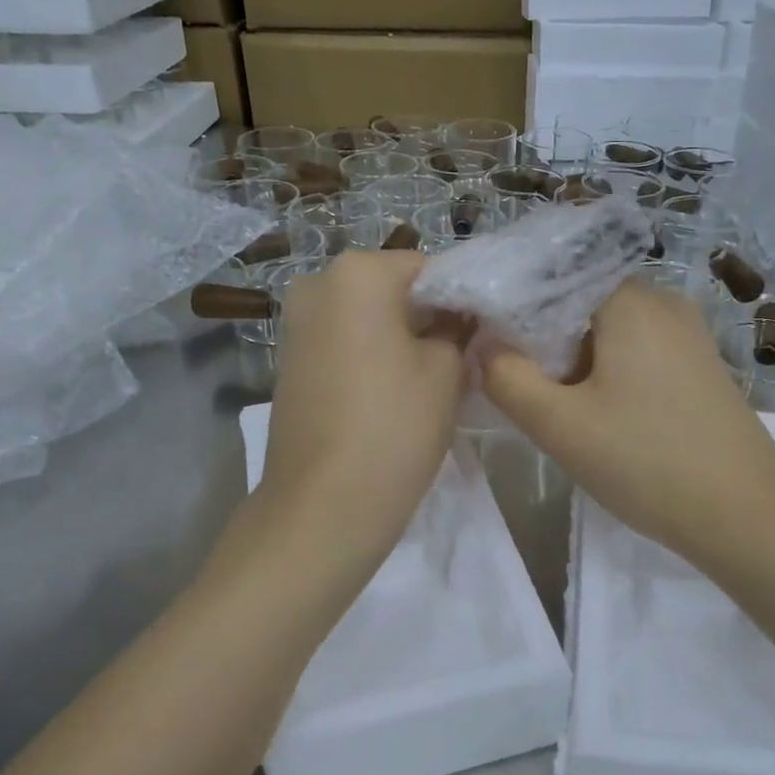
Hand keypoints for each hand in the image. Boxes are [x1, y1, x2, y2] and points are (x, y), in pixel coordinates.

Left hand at [262, 250, 465, 555]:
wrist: (324, 506)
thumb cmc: (395, 426)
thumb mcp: (447, 371)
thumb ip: (458, 329)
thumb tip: (459, 318)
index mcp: (358, 272)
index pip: (430, 268)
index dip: (463, 299)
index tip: (484, 332)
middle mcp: (318, 284)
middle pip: (394, 289)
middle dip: (428, 317)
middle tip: (462, 357)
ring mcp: (297, 324)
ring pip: (368, 318)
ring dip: (401, 338)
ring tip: (431, 379)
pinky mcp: (290, 361)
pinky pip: (345, 342)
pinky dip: (372, 356)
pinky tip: (393, 393)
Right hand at [480, 281, 774, 568]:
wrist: (746, 514)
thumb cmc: (647, 462)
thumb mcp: (560, 425)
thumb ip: (507, 377)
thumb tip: (484, 346)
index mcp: (629, 299)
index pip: (552, 276)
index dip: (513, 306)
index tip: (487, 343)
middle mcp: (662, 300)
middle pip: (579, 301)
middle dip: (544, 338)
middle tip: (522, 383)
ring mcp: (688, 332)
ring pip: (608, 329)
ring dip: (575, 359)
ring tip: (558, 404)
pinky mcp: (699, 363)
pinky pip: (638, 349)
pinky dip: (608, 370)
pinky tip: (602, 413)